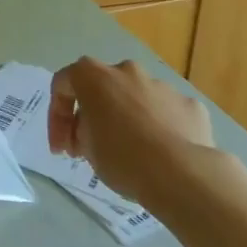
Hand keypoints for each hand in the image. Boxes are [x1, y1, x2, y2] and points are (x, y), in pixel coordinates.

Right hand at [48, 57, 231, 211]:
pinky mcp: (190, 105)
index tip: (61, 148)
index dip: (57, 117)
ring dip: (130, 119)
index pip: (63, 84)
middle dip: (95, 114)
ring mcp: (161, 85)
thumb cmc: (122, 158)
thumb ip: (82, 131)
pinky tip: (165, 155)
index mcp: (93, 76)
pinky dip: (162, 129)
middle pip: (103, 88)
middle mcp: (126, 71)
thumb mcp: (86, 149)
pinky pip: (168, 113)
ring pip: (138, 99)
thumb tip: (91, 131)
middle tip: (93, 147)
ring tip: (134, 153)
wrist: (182, 175)